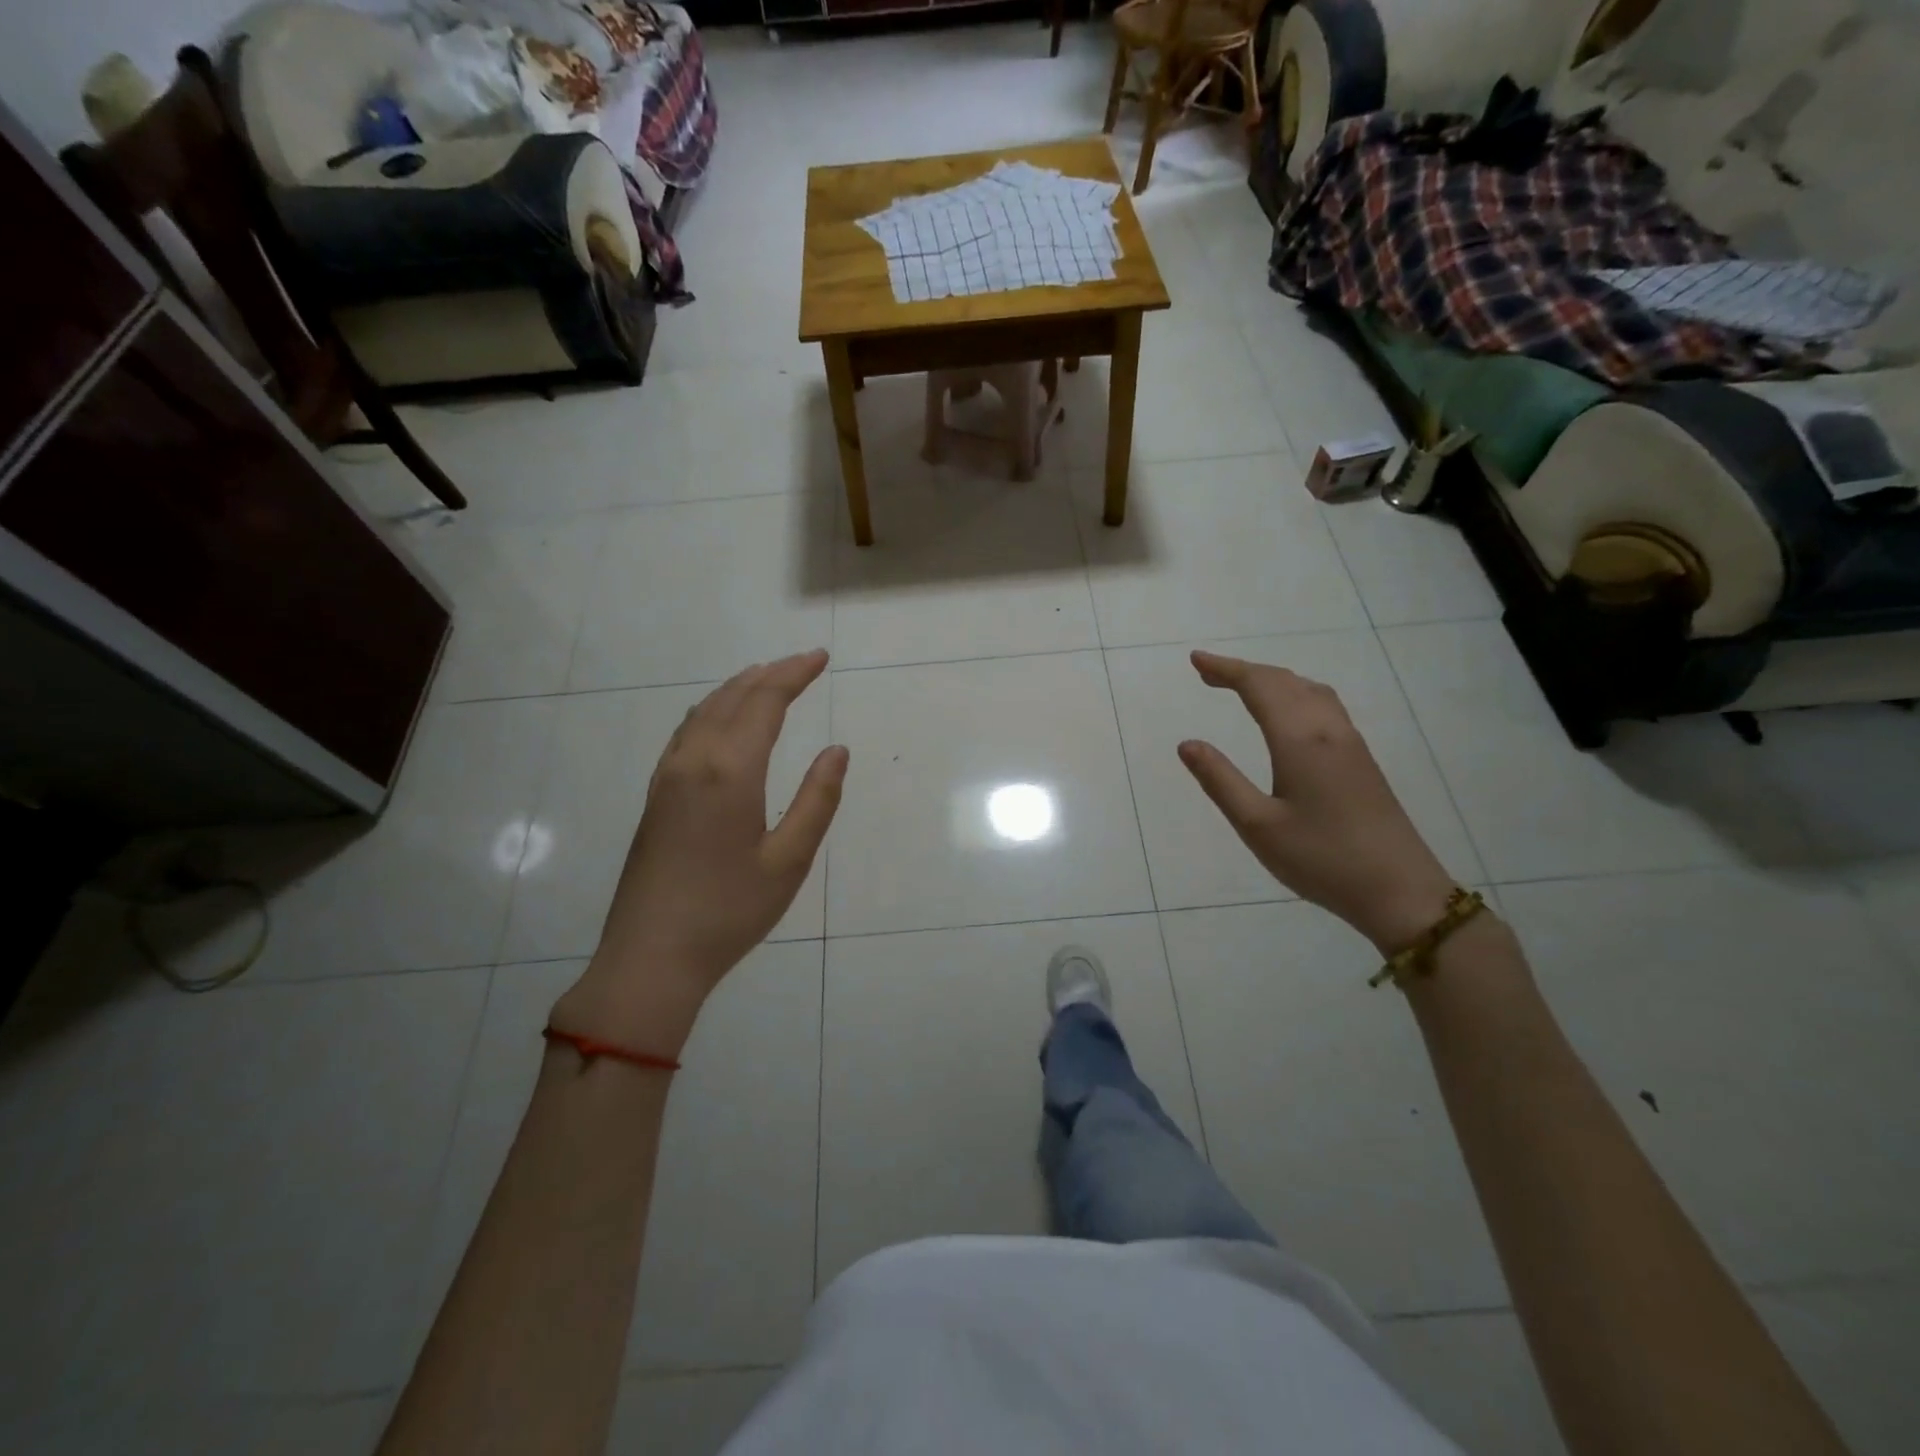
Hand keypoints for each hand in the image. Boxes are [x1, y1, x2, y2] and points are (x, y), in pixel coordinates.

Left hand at [552, 651, 847, 1054]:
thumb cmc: (729, 911)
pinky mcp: (656, 795)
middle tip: (803, 662)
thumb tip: (836, 750)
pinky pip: (687, 731)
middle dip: (770, 674)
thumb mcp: (789, 860)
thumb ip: (817, 800)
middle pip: (733, 697)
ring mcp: (667, 776)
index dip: (794, 674)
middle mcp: (694, 760)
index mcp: (730, 771)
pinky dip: (714, 710)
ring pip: (705, 711)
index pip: (765, 701)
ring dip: (739, 688)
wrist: (651, 957)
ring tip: (767, 679)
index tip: (821, 658)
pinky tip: (722, 721)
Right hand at [1177, 650, 1457, 952]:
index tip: (1195, 660)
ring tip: (1242, 686)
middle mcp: (1328, 730)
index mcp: (1300, 740)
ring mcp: (1351, 743)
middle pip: (1284, 682)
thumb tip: (1187, 744)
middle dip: (1244, 671)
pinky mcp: (1362, 760)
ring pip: (1309, 690)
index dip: (1226, 669)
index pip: (1259, 686)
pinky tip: (1289, 713)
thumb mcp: (1257, 825)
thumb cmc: (1321, 859)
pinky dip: (1295, 693)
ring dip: (1272, 680)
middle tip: (1207, 672)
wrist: (1400, 890)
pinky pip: (1324, 705)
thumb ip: (1220, 780)